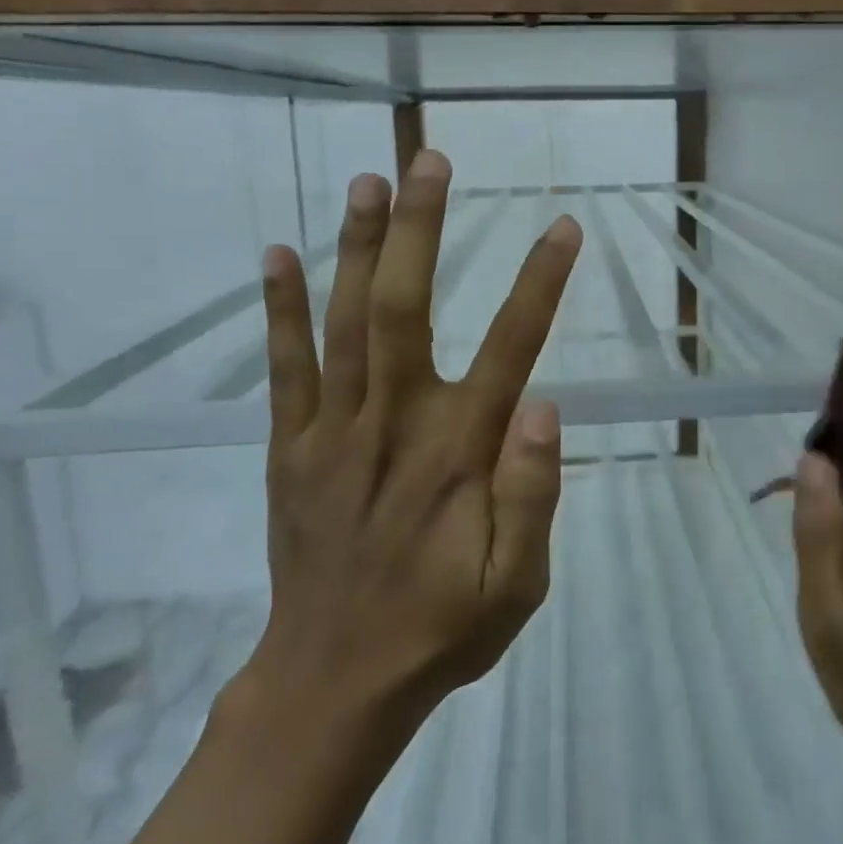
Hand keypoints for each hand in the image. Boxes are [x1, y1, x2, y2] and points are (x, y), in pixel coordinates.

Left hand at [234, 150, 583, 754]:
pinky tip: (279, 255)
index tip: (563, 227)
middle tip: (430, 160)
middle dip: (420, 229)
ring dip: (357, 246)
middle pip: (405, 308)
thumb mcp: (518, 586)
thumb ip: (534, 496)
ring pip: (345, 322)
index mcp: (458, 454)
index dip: (540, 284)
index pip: (510, 349)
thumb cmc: (441, 629)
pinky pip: (285, 368)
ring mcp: (332, 433)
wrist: (332, 683)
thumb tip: (545, 406)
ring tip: (370, 179)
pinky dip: (280, 310)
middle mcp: (393, 425)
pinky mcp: (290, 449)